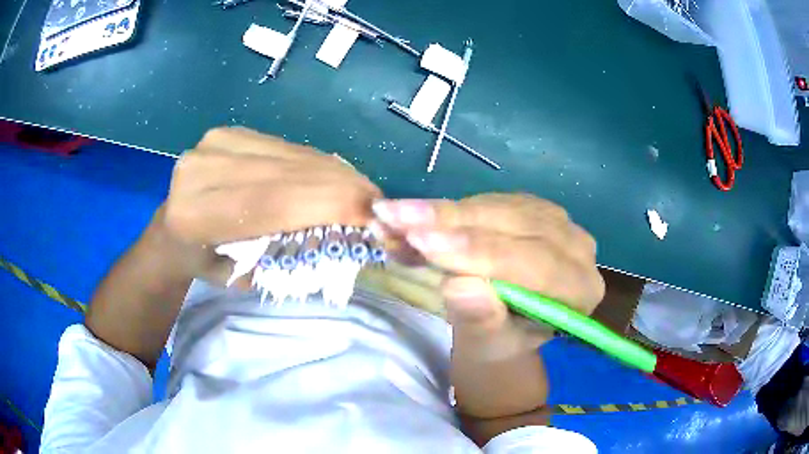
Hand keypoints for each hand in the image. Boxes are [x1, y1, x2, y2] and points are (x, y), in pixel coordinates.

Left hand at [152, 127, 381, 284]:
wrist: (171, 230)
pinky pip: (286, 147)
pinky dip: (315, 164)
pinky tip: (332, 178)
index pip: (274, 201)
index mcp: (196, 215)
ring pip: (292, 155)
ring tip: (361, 192)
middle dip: (342, 187)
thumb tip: (345, 236)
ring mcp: (215, 143)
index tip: (376, 215)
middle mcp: (202, 169)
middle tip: (379, 204)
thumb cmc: (204, 264)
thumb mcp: (242, 278)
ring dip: (334, 173)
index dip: (329, 203)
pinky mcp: (229, 131)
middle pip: (287, 172)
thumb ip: (286, 257)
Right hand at [372, 193, 603, 355]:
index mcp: (580, 291)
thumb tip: (461, 286)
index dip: (480, 253)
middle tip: (396, 219)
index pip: (534, 264)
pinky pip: (488, 200)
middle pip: (516, 226)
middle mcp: (577, 248)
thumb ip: (481, 320)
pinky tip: (411, 214)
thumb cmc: (500, 344)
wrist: (504, 328)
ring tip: (393, 216)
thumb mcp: (487, 345)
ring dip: (442, 212)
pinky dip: (447, 209)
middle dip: (452, 224)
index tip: (426, 244)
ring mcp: (555, 221)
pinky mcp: (530, 207)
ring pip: (498, 206)